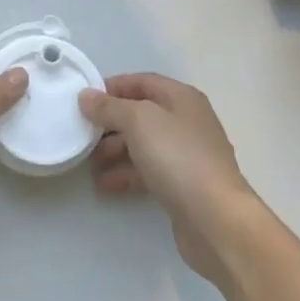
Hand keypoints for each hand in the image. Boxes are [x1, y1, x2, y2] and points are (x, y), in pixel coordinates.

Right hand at [80, 73, 261, 285]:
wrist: (216, 219)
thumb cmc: (178, 157)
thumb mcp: (139, 121)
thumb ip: (110, 107)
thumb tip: (86, 96)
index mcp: (181, 98)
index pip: (141, 82)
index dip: (112, 87)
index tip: (84, 101)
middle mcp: (186, 121)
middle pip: (140, 114)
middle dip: (110, 124)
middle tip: (83, 136)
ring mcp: (187, 155)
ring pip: (143, 145)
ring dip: (114, 152)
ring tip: (89, 165)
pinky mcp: (183, 185)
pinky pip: (148, 172)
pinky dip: (126, 175)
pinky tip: (105, 186)